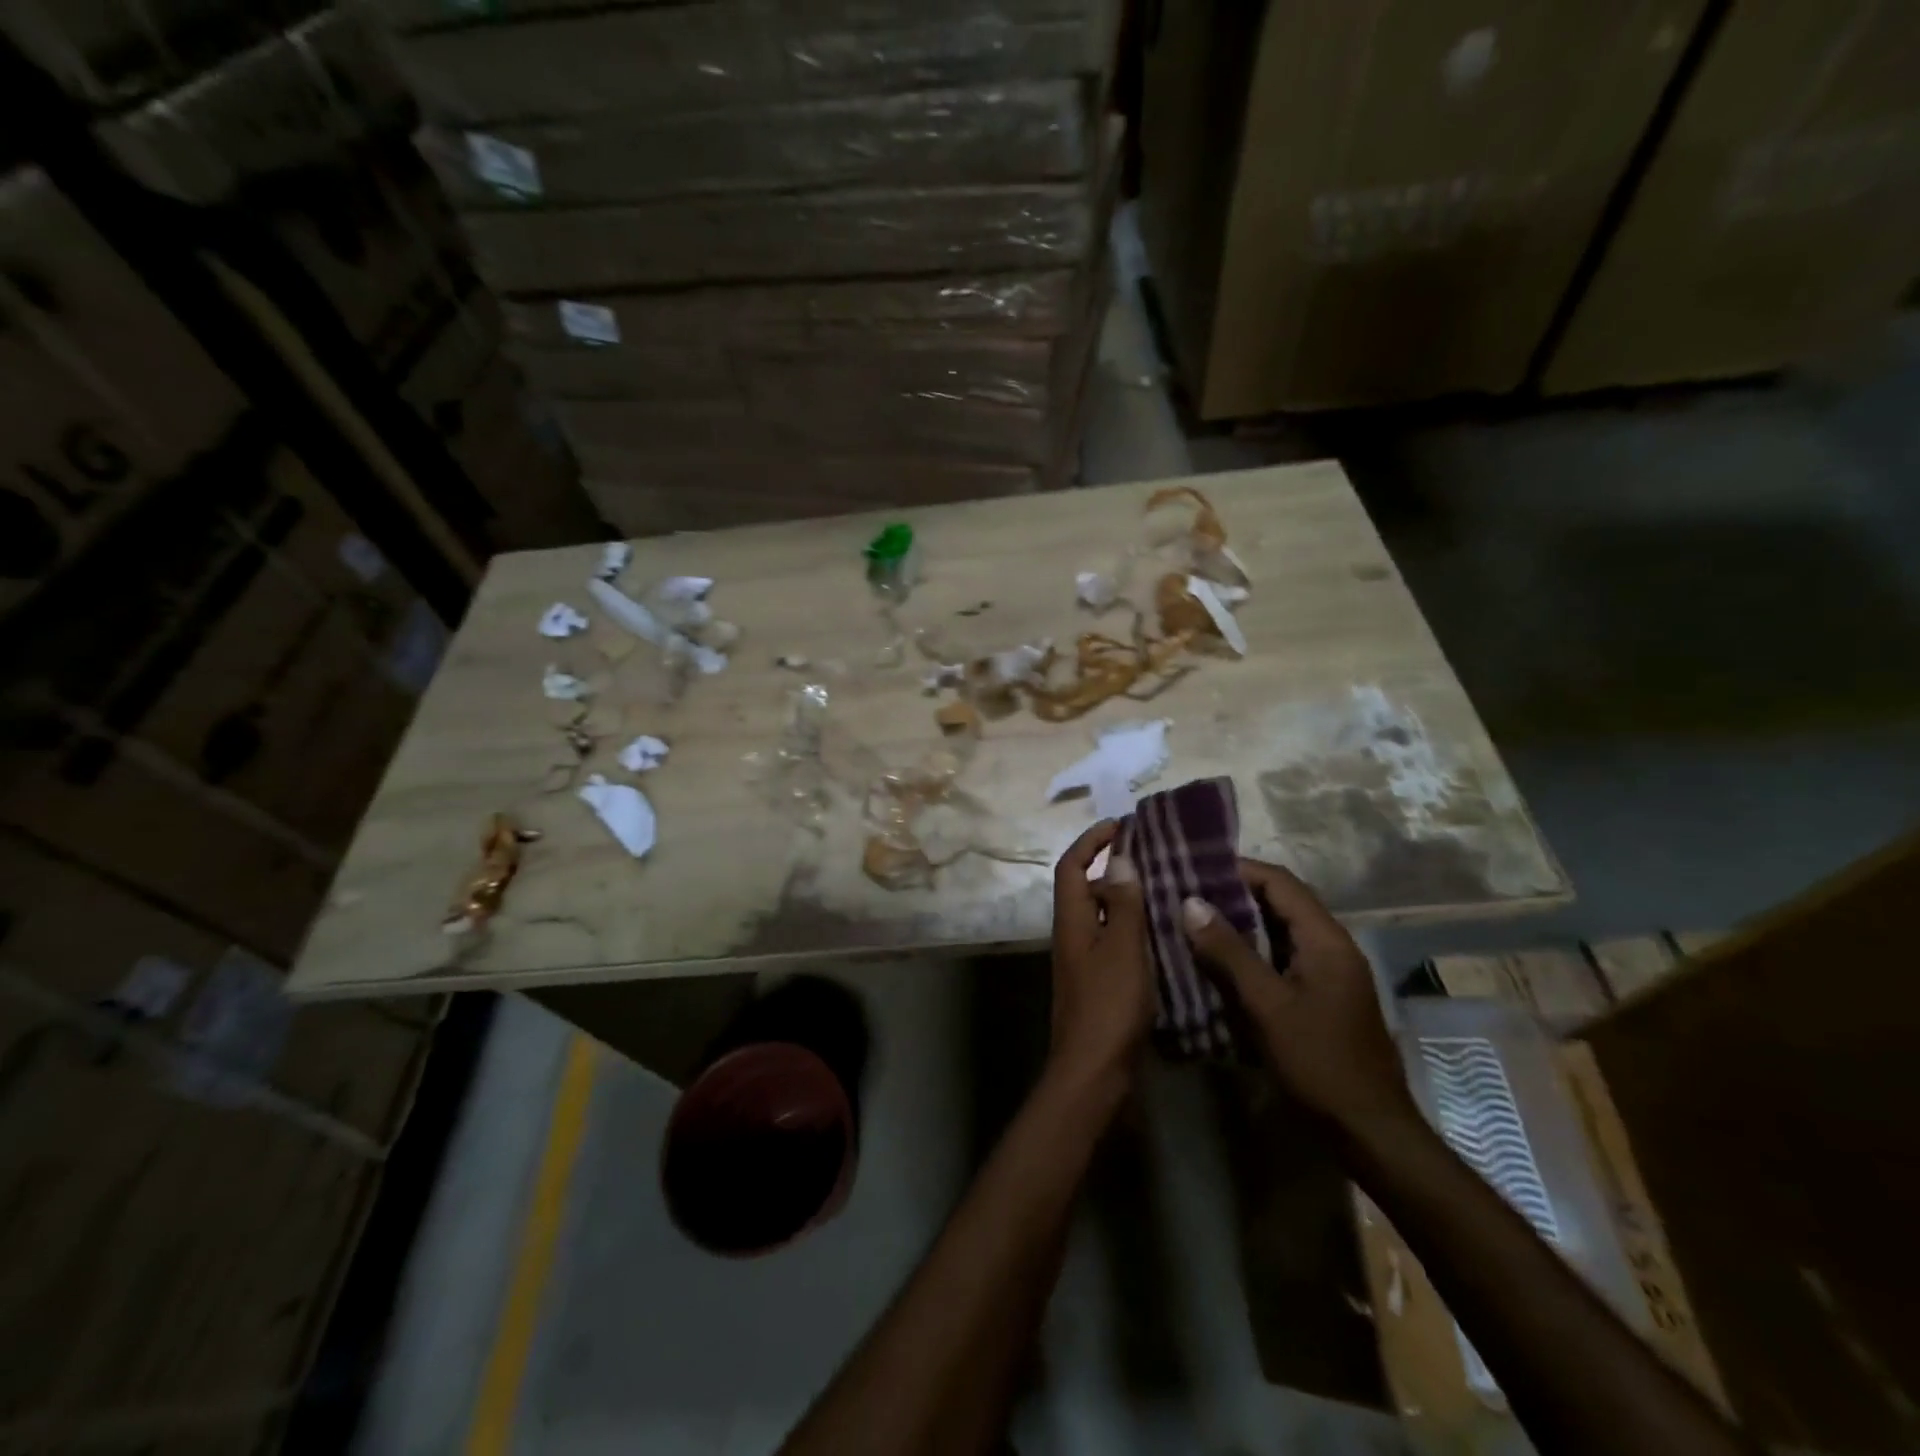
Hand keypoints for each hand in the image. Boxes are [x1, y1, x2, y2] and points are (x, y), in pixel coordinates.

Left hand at [1047, 820, 1153, 1092]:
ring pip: (1104, 917)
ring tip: (1169, 893)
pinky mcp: (1099, 984)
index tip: (1120, 826)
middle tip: (1156, 861)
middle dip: (1115, 870)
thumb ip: (1122, 905)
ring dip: (1129, 901)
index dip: (1091, 841)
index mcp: (1071, 921)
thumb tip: (1119, 859)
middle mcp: (1072, 935)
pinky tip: (1166, 937)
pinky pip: (1116, 943)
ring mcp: (1085, 961)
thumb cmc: (1108, 1006)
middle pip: (1087, 889)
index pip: (1072, 866)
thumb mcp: (1122, 949)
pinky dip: (1135, 932)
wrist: (1093, 1073)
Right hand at [1180, 859, 1416, 1139]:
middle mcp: (1331, 946)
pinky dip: (1250, 952)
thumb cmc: (1319, 1062)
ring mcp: (1328, 973)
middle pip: (1280, 903)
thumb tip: (1190, 902)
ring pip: (1279, 932)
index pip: (1280, 882)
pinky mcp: (1321, 996)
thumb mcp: (1267, 1005)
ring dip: (1240, 924)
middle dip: (1234, 894)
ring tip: (1193, 921)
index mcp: (1326, 939)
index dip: (1238, 869)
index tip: (1194, 867)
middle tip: (1186, 893)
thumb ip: (1229, 952)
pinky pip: (1281, 958)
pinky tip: (1218, 962)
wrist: (1369, 1130)